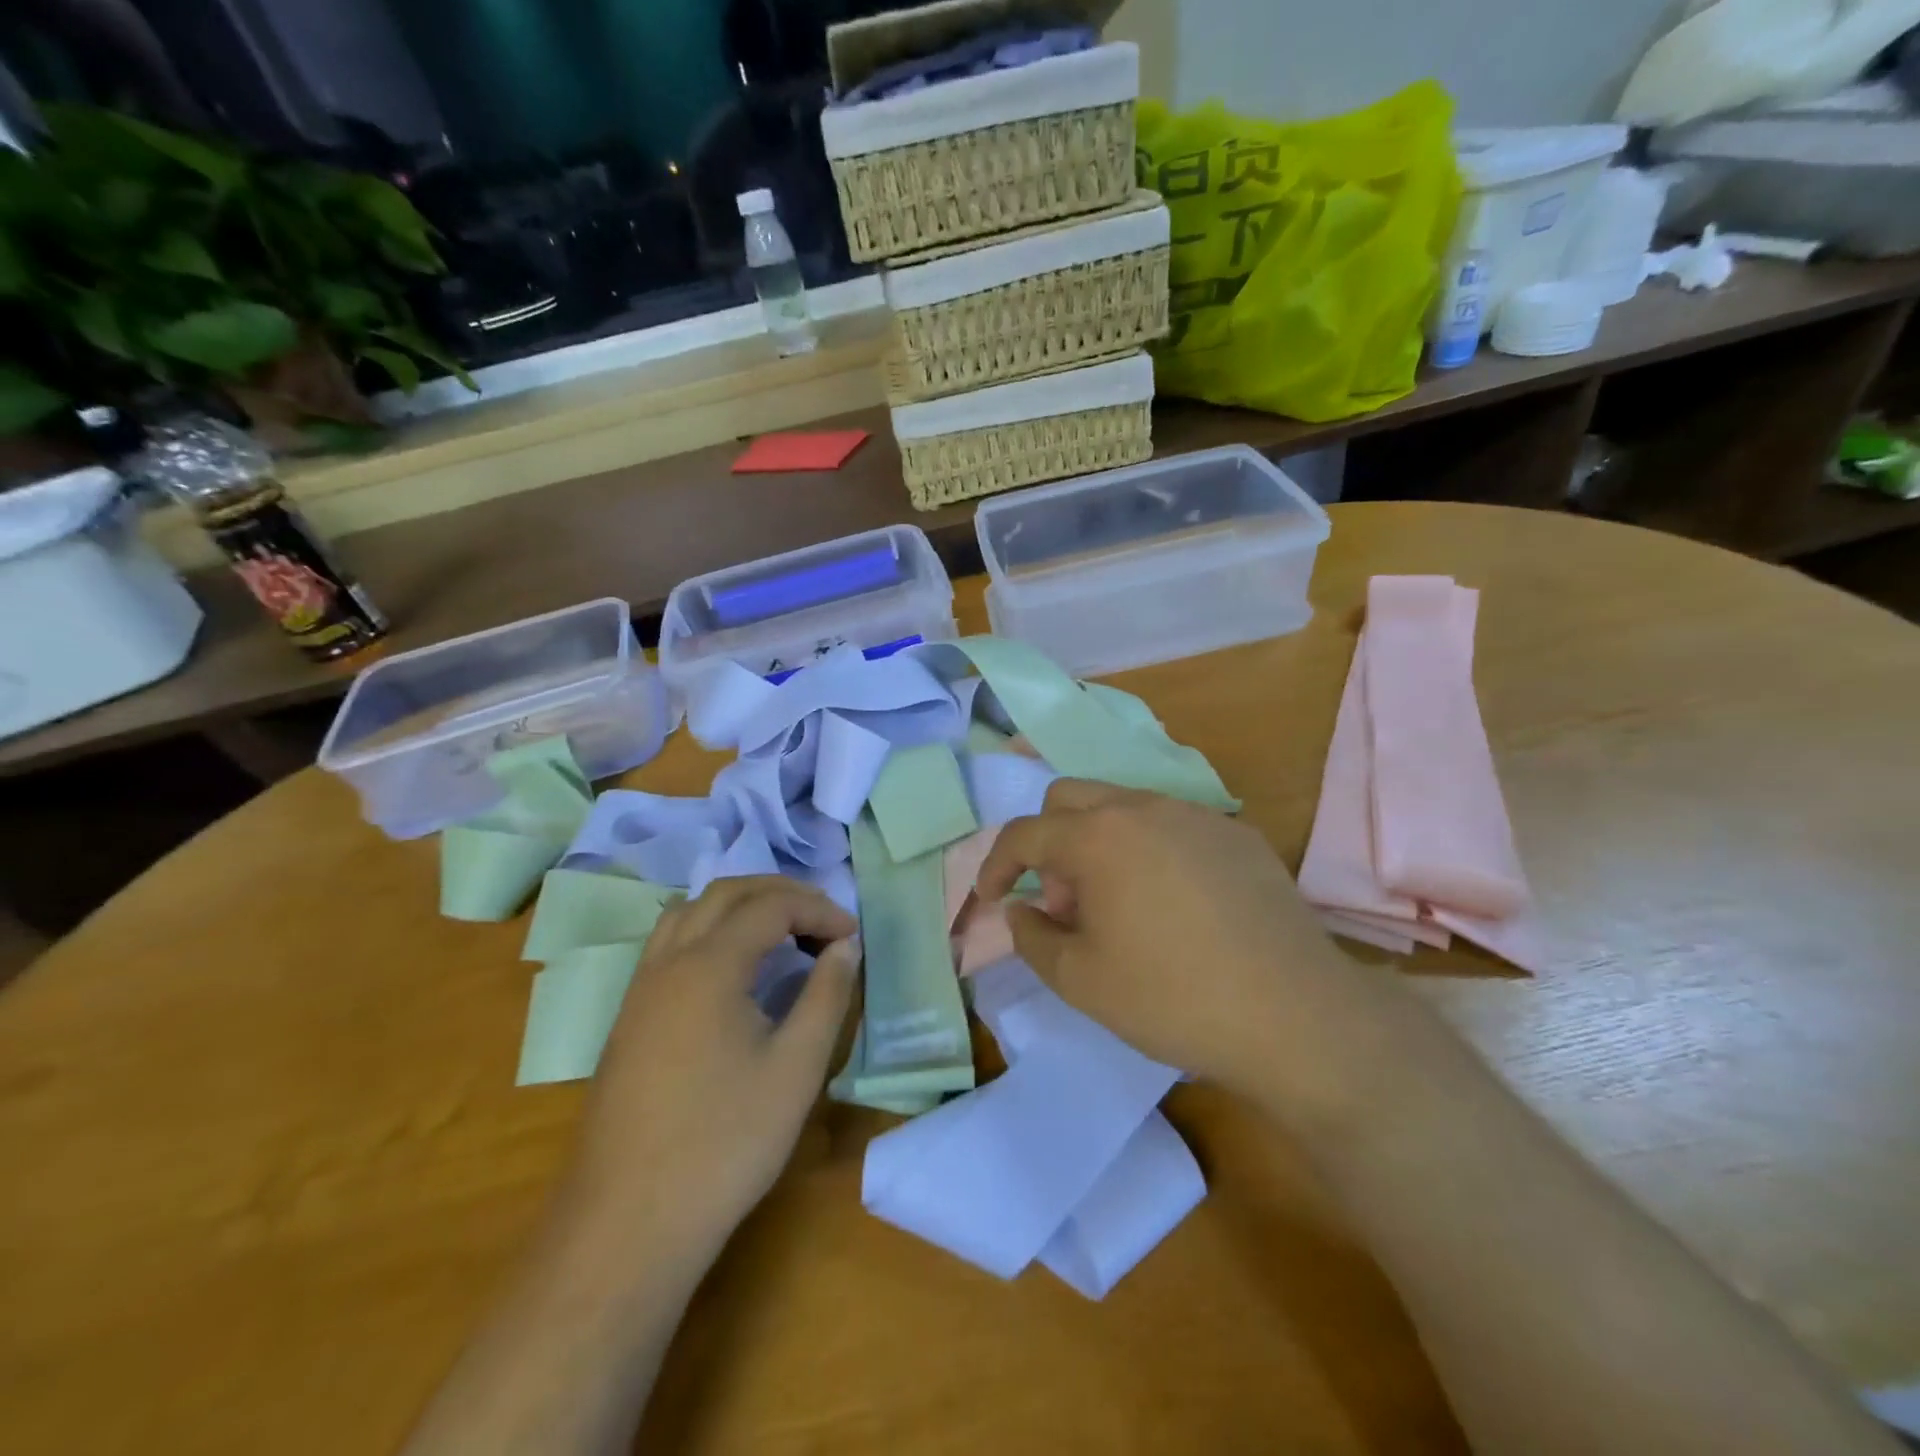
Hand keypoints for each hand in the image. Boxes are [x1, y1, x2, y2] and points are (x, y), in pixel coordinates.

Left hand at [559, 878, 858, 1262]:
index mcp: (709, 965)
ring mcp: (640, 988)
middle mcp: (668, 961)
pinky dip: (710, 930)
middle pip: (726, 893)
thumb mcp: (796, 1068)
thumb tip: (845, 946)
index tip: (853, 937)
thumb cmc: (724, 1143)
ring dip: (740, 906)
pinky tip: (732, 970)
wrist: (627, 1224)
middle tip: (823, 920)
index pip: (771, 906)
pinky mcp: (628, 1017)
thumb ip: (827, 995)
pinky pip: (670, 943)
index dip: (818, 910)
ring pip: (690, 911)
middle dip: (781, 894)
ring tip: (781, 933)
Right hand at [977, 781, 1402, 1117]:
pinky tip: (1174, 904)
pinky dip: (1150, 849)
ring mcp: (1197, 815)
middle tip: (1062, 899)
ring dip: (1099, 842)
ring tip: (1117, 903)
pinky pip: (1173, 825)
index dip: (997, 864)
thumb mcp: (1080, 980)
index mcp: (1098, 836)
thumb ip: (1032, 936)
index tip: (992, 897)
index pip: (1025, 833)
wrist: (1296, 1015)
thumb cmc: (1172, 998)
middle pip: (1070, 797)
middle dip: (1048, 841)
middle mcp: (1144, 807)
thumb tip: (1022, 909)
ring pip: (1124, 806)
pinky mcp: (1238, 834)